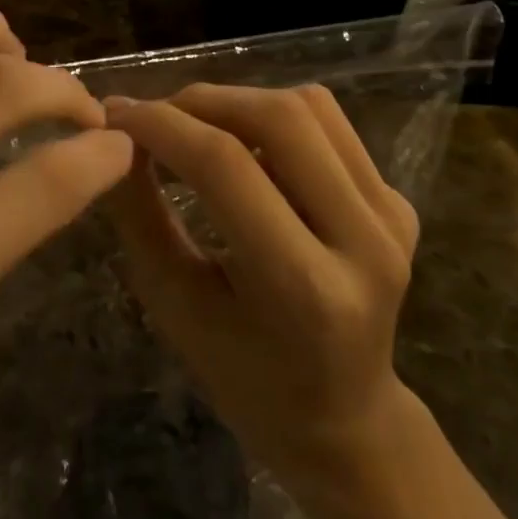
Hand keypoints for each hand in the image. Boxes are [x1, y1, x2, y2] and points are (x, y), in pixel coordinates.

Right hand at [102, 84, 420, 503]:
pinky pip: (329, 123)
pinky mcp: (402, 201)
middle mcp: (365, 241)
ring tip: (196, 128)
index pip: (226, 167)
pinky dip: (274, 116)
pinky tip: (246, 147)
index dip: (162, 126)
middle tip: (155, 115)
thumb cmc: (245, 378)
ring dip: (238, 101)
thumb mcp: (175, 306)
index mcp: (305, 288)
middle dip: (202, 101)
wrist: (344, 417)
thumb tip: (115, 137)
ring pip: (308, 106)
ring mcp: (392, 216)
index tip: (115, 113)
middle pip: (279, 118)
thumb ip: (140, 215)